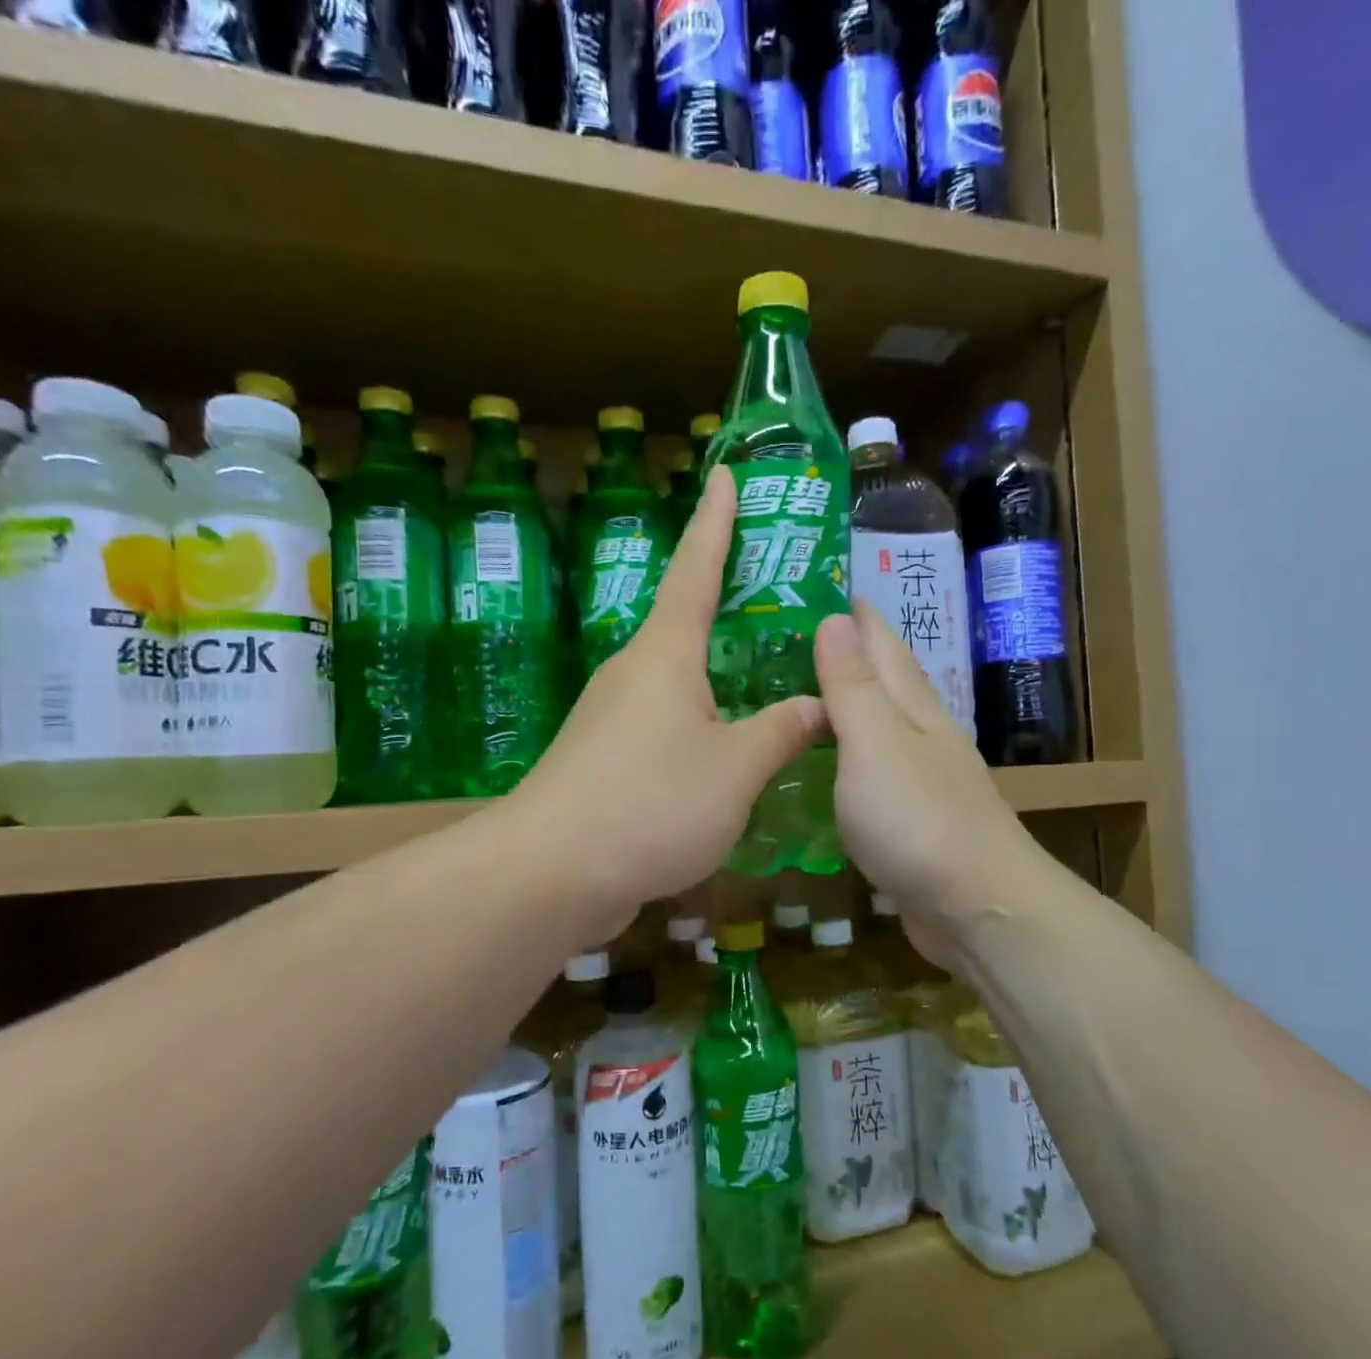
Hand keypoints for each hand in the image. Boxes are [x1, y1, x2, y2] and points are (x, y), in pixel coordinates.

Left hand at [510, 466, 824, 936]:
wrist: (552, 873)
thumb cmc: (650, 802)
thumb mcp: (735, 768)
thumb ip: (782, 732)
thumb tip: (819, 704)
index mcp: (664, 655)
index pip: (695, 569)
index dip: (715, 521)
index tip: (723, 473)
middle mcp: (633, 673)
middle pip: (685, 623)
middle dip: (726, 602)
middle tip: (777, 590)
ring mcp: (612, 718)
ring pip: (677, 681)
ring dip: (718, 673)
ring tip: (768, 674)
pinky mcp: (604, 761)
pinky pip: (665, 724)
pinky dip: (702, 723)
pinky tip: (729, 750)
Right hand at [814, 604, 1044, 973]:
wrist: (979, 909)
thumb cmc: (920, 821)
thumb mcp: (876, 745)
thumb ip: (854, 687)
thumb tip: (837, 617)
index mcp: (913, 708)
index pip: (881, 643)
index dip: (855, 613)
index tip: (823, 583)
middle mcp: (923, 734)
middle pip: (886, 680)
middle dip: (851, 651)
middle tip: (798, 633)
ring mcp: (923, 779)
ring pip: (882, 724)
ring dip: (852, 702)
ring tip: (808, 688)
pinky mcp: (914, 820)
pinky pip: (875, 770)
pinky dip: (851, 755)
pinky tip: (833, 763)